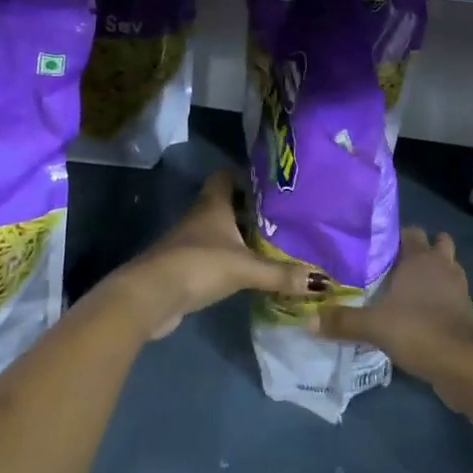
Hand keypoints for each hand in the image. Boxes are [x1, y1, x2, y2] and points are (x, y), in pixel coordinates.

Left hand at [111, 171, 320, 339]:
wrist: (150, 297)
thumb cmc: (198, 265)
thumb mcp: (245, 268)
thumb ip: (281, 274)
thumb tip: (323, 280)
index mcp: (213, 204)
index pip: (226, 176)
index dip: (245, 176)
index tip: (271, 184)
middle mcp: (200, 217)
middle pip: (226, 204)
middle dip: (250, 209)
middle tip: (281, 216)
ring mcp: (189, 243)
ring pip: (220, 231)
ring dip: (240, 236)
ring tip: (272, 243)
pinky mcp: (185, 267)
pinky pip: (213, 255)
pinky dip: (230, 260)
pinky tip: (249, 271)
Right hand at [318, 227, 472, 406]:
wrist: (464, 365)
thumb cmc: (419, 331)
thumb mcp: (374, 327)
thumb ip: (342, 321)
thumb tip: (308, 321)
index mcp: (420, 257)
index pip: (409, 231)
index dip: (393, 236)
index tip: (373, 247)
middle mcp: (442, 265)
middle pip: (434, 244)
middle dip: (417, 252)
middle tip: (390, 267)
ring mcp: (458, 288)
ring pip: (445, 269)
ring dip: (431, 275)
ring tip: (404, 289)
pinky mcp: (465, 311)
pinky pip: (450, 295)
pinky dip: (439, 299)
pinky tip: (418, 314)